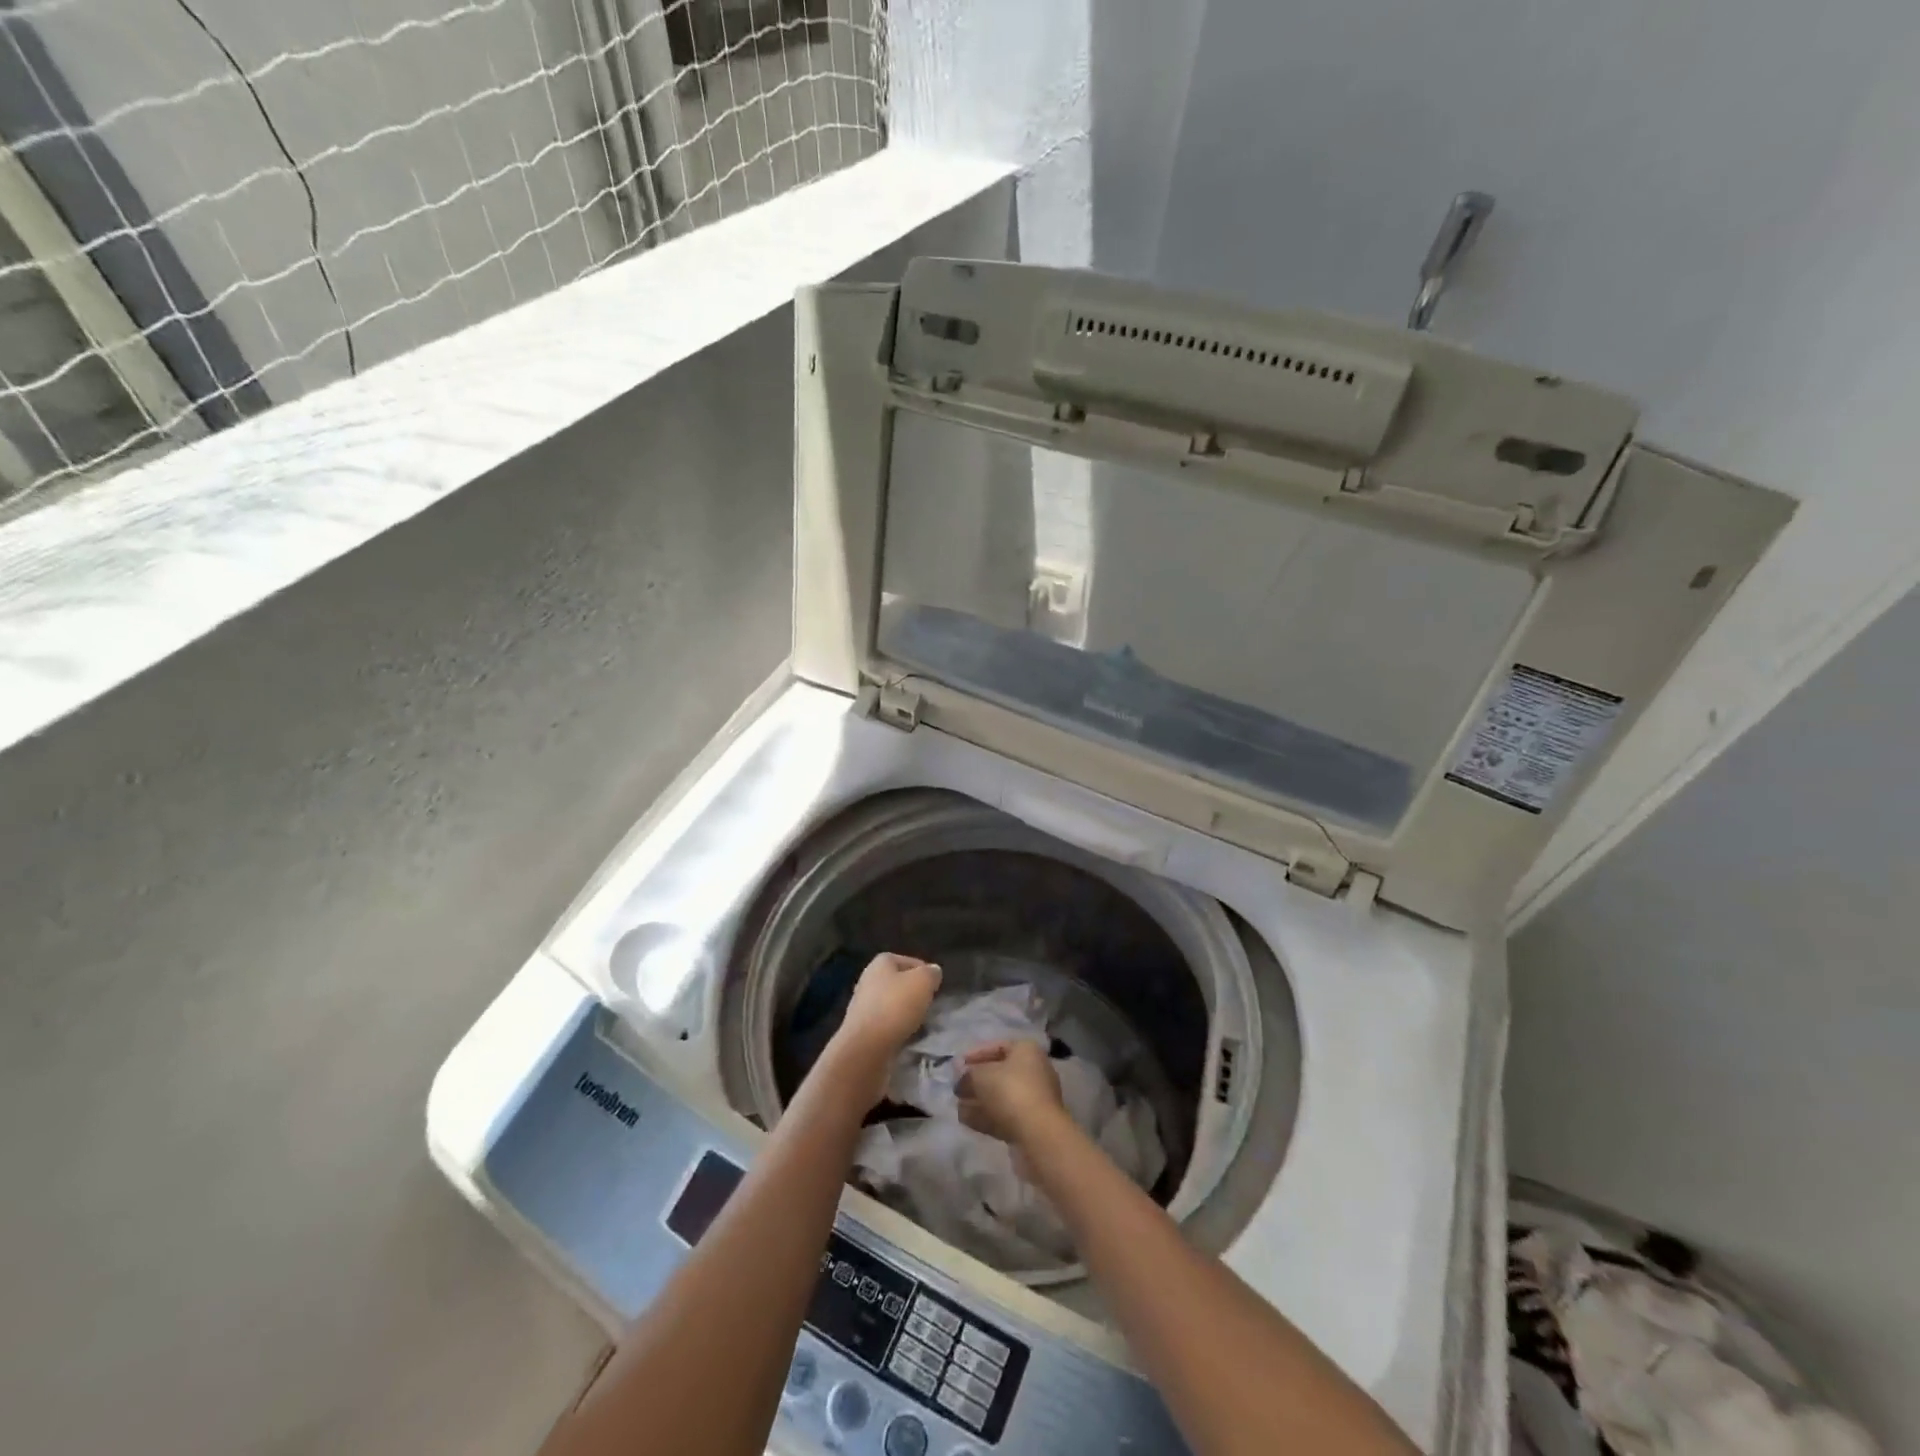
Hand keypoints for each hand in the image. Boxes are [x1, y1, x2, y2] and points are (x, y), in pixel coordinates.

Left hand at [822, 953, 940, 1107]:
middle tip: (930, 1004)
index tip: (935, 987)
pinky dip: (896, 1028)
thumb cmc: (895, 1006)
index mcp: (880, 963)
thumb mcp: (923, 982)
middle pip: (898, 983)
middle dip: (914, 993)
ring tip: (922, 1023)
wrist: (866, 1048)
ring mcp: (862, 1005)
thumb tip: (933, 972)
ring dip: (906, 1012)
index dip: (924, 972)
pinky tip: (907, 1037)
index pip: (908, 961)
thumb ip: (931, 973)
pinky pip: (885, 1024)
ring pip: (892, 1004)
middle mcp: (868, 980)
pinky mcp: (862, 1029)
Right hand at [957, 1040, 1064, 1146]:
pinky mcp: (1031, 1123)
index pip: (998, 1047)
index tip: (957, 1066)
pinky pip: (1004, 1115)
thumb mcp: (980, 1076)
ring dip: (979, 1100)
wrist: (1037, 1135)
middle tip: (956, 1088)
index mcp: (1027, 1051)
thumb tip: (960, 1076)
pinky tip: (966, 1119)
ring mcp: (1034, 1099)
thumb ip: (967, 1074)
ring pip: (1001, 1096)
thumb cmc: (1010, 1092)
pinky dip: (986, 1115)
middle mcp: (1034, 1071)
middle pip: (1000, 1073)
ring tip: (957, 1105)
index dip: (975, 1054)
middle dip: (976, 1081)